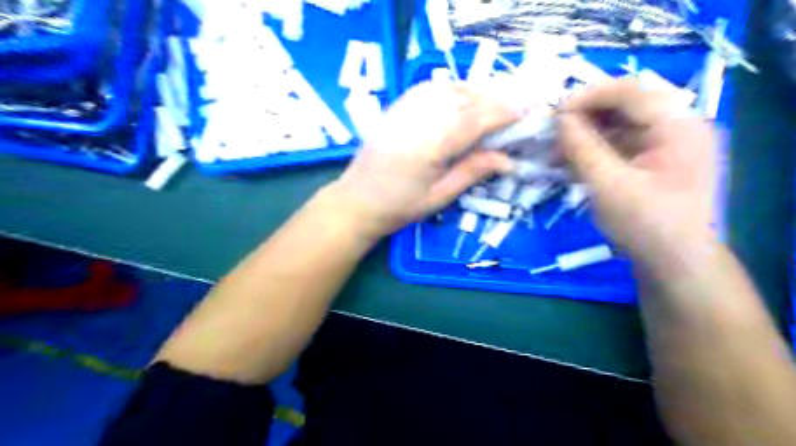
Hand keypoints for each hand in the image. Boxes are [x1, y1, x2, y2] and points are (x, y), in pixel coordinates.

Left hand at [326, 81, 518, 240]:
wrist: (356, 201)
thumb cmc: (398, 207)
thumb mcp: (439, 196)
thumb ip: (472, 172)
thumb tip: (507, 159)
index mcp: (432, 144)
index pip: (476, 118)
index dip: (504, 113)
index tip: (526, 113)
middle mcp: (419, 118)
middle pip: (465, 97)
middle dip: (494, 100)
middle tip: (513, 112)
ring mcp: (405, 109)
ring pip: (449, 87)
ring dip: (475, 93)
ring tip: (490, 108)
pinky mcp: (396, 107)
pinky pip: (430, 88)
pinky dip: (452, 90)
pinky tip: (460, 102)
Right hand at [554, 79, 719, 267]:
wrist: (673, 264)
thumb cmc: (646, 224)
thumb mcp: (608, 184)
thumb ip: (582, 147)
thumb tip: (560, 118)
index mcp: (679, 126)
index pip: (631, 92)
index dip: (589, 96)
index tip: (554, 112)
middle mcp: (677, 127)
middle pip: (625, 107)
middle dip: (584, 117)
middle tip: (551, 131)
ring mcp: (665, 145)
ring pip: (618, 126)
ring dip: (585, 135)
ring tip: (555, 151)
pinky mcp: (652, 162)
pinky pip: (619, 145)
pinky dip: (593, 150)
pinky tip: (569, 162)